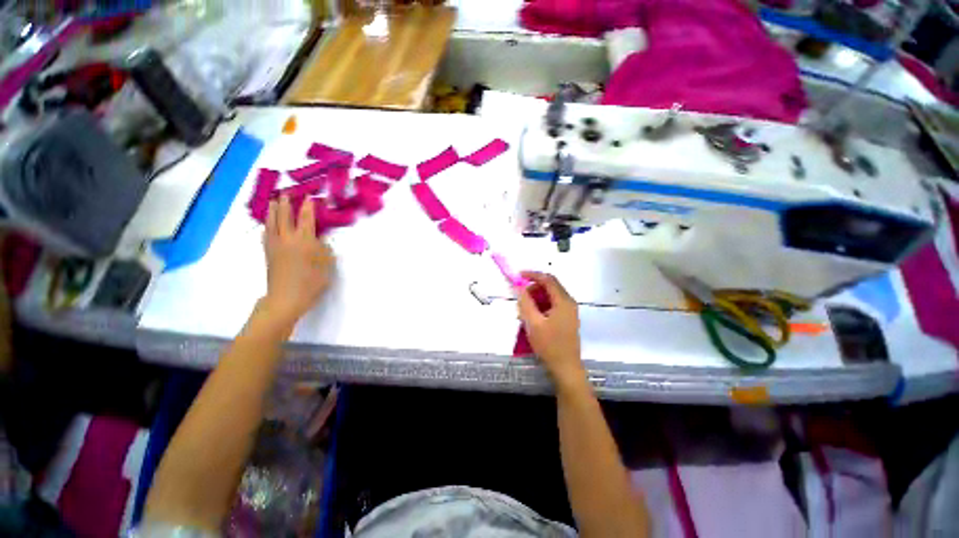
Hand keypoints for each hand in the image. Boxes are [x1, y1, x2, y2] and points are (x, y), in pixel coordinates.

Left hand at [261, 196, 334, 326]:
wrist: (286, 298)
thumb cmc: (311, 282)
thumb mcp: (326, 265)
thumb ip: (324, 249)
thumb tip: (319, 239)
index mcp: (304, 240)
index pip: (306, 218)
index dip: (308, 206)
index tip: (309, 196)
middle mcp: (287, 239)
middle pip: (285, 216)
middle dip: (286, 204)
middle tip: (286, 193)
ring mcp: (275, 245)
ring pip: (272, 223)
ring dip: (273, 211)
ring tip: (273, 202)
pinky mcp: (268, 253)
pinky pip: (266, 234)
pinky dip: (267, 226)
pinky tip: (268, 225)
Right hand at [517, 272, 585, 390]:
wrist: (566, 368)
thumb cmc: (550, 345)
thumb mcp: (533, 323)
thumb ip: (525, 303)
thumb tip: (519, 288)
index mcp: (563, 301)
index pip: (548, 279)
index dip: (532, 275)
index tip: (518, 276)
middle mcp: (569, 302)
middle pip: (550, 286)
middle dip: (533, 288)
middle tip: (520, 298)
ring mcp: (569, 311)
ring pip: (550, 296)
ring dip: (536, 298)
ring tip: (524, 310)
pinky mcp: (567, 319)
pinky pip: (552, 305)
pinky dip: (541, 306)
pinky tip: (532, 317)